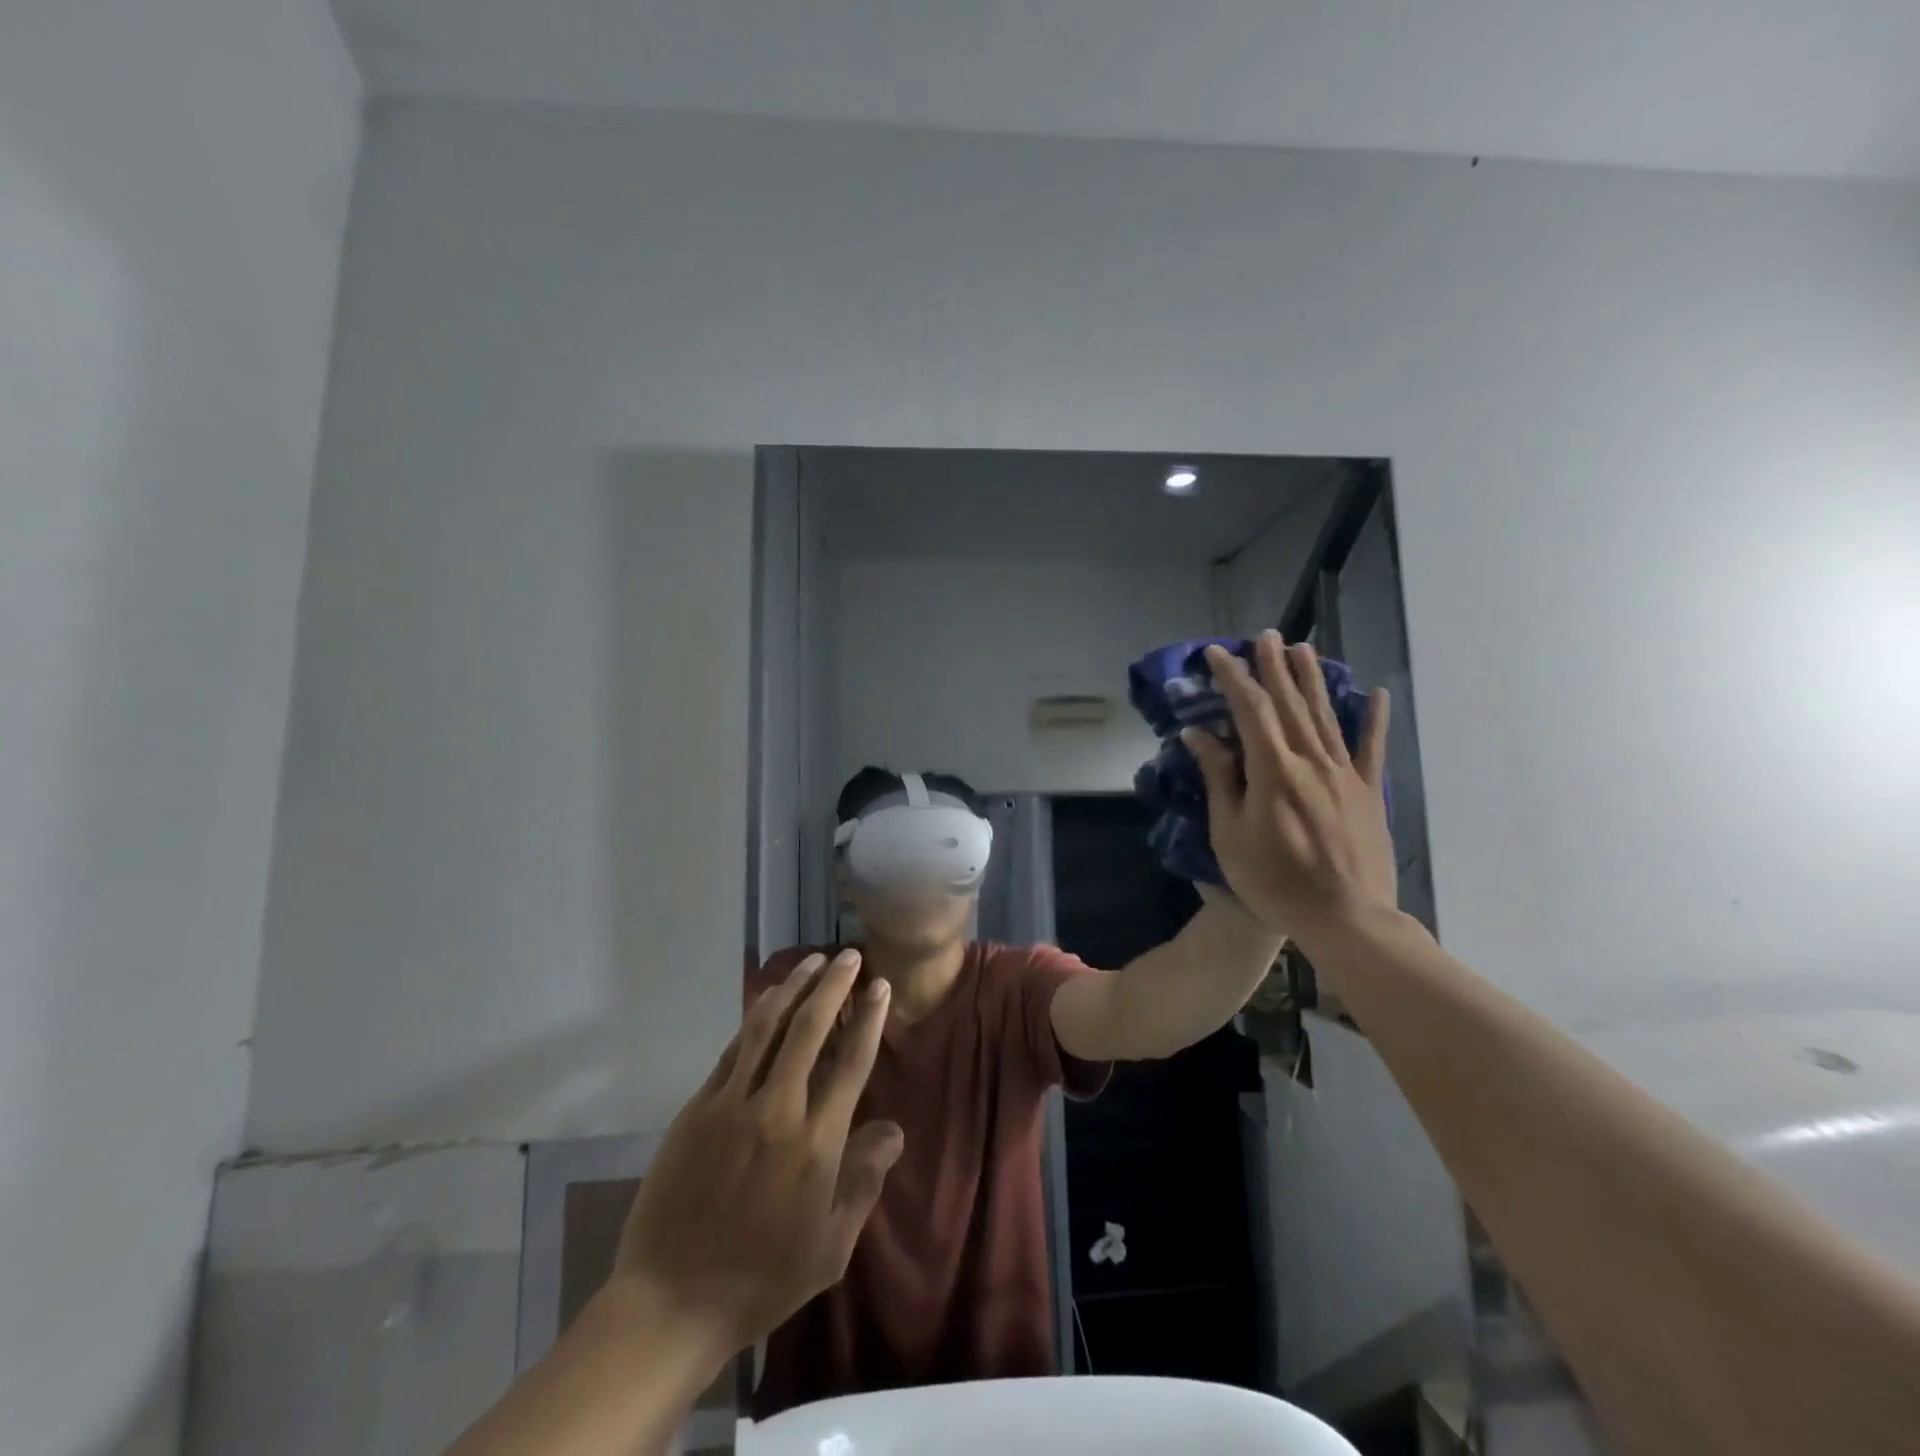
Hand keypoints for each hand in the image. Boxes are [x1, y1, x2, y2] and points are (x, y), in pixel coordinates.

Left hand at [609, 950, 902, 1358]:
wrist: (672, 1302)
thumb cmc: (763, 1278)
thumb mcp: (832, 1246)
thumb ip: (865, 1180)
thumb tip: (894, 1129)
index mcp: (816, 1144)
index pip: (851, 1062)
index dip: (868, 1018)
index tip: (879, 985)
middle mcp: (776, 1111)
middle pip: (809, 1029)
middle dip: (833, 985)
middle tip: (848, 956)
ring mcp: (731, 1105)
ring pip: (766, 1027)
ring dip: (793, 988)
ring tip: (812, 962)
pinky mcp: (698, 1108)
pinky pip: (733, 1050)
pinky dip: (756, 1018)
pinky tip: (768, 1000)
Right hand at [1183, 632, 1397, 942]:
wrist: (1346, 919)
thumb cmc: (1275, 881)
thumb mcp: (1230, 834)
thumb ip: (1220, 779)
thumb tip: (1199, 735)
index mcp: (1274, 771)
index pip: (1251, 710)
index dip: (1233, 678)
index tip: (1217, 654)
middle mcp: (1312, 761)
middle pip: (1291, 703)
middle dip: (1274, 667)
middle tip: (1265, 635)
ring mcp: (1345, 774)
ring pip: (1326, 715)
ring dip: (1312, 680)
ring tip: (1302, 648)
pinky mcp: (1368, 792)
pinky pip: (1370, 748)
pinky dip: (1373, 718)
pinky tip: (1375, 693)